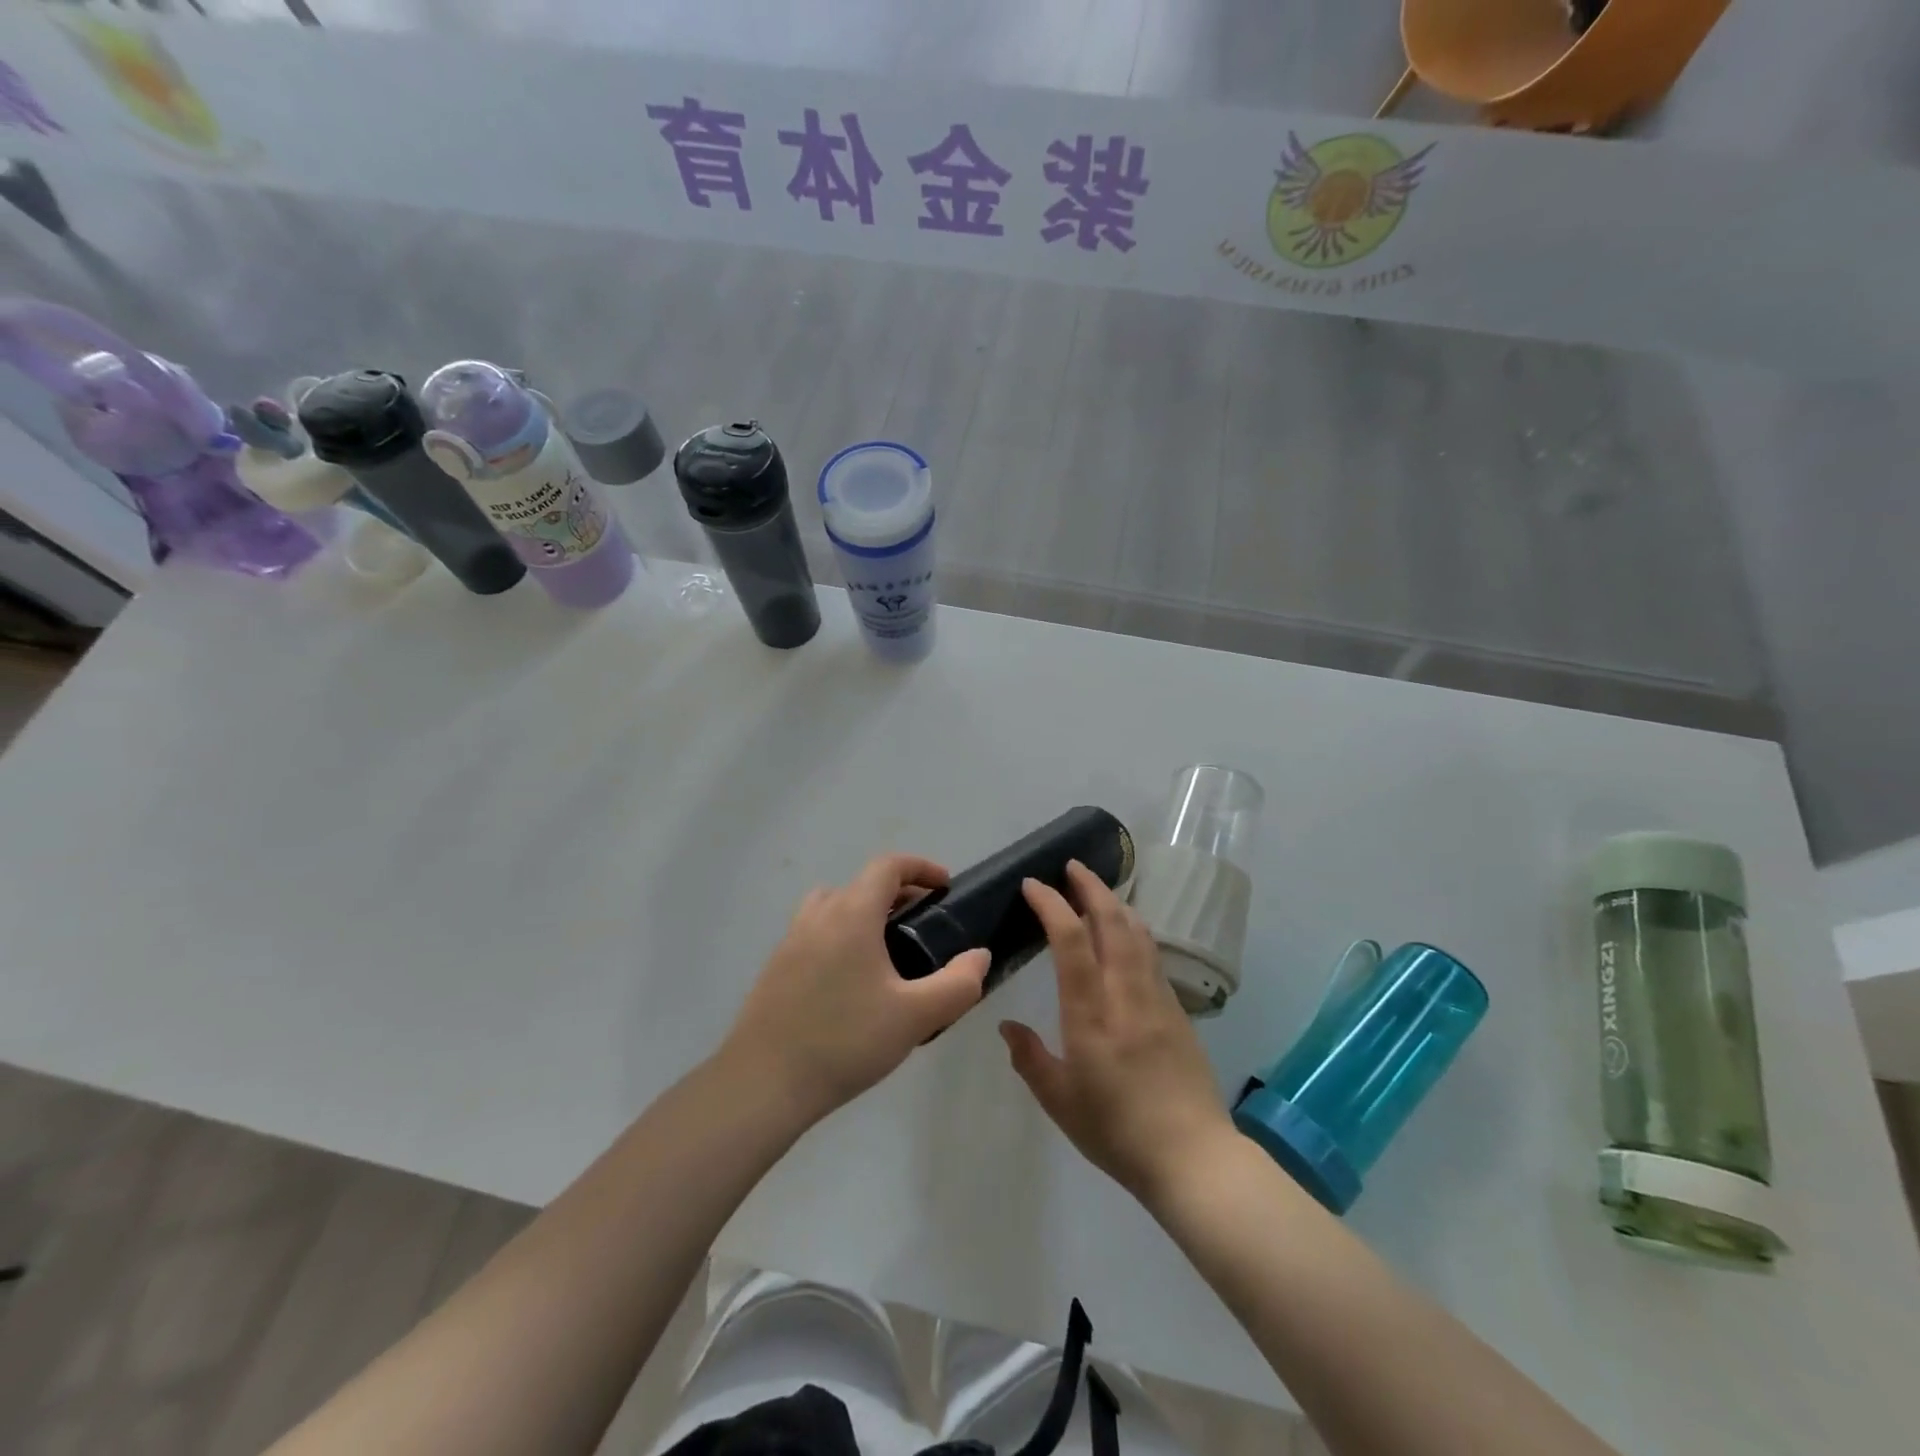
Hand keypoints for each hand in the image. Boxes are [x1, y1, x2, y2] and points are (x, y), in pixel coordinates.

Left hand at [723, 853, 990, 1124]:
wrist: (763, 1084)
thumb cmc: (844, 1041)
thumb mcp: (915, 1017)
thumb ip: (958, 984)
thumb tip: (979, 956)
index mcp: (851, 914)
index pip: (888, 866)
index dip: (920, 867)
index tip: (945, 887)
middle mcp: (818, 915)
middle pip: (862, 884)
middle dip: (899, 892)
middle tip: (926, 923)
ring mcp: (791, 940)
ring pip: (834, 905)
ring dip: (865, 912)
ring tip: (889, 949)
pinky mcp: (776, 967)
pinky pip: (816, 932)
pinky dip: (842, 935)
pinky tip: (853, 983)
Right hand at [1000, 862, 1236, 1204]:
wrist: (1193, 1157)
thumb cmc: (1117, 1132)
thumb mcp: (1060, 1102)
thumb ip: (1030, 1059)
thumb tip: (1008, 1026)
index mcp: (1091, 1014)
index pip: (1070, 941)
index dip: (1051, 904)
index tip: (1034, 885)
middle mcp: (1126, 994)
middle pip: (1111, 922)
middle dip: (1090, 887)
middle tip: (1071, 866)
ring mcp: (1157, 998)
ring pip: (1137, 932)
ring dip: (1115, 903)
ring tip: (1097, 890)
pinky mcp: (1177, 1010)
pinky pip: (1152, 954)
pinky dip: (1134, 929)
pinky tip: (1127, 932)